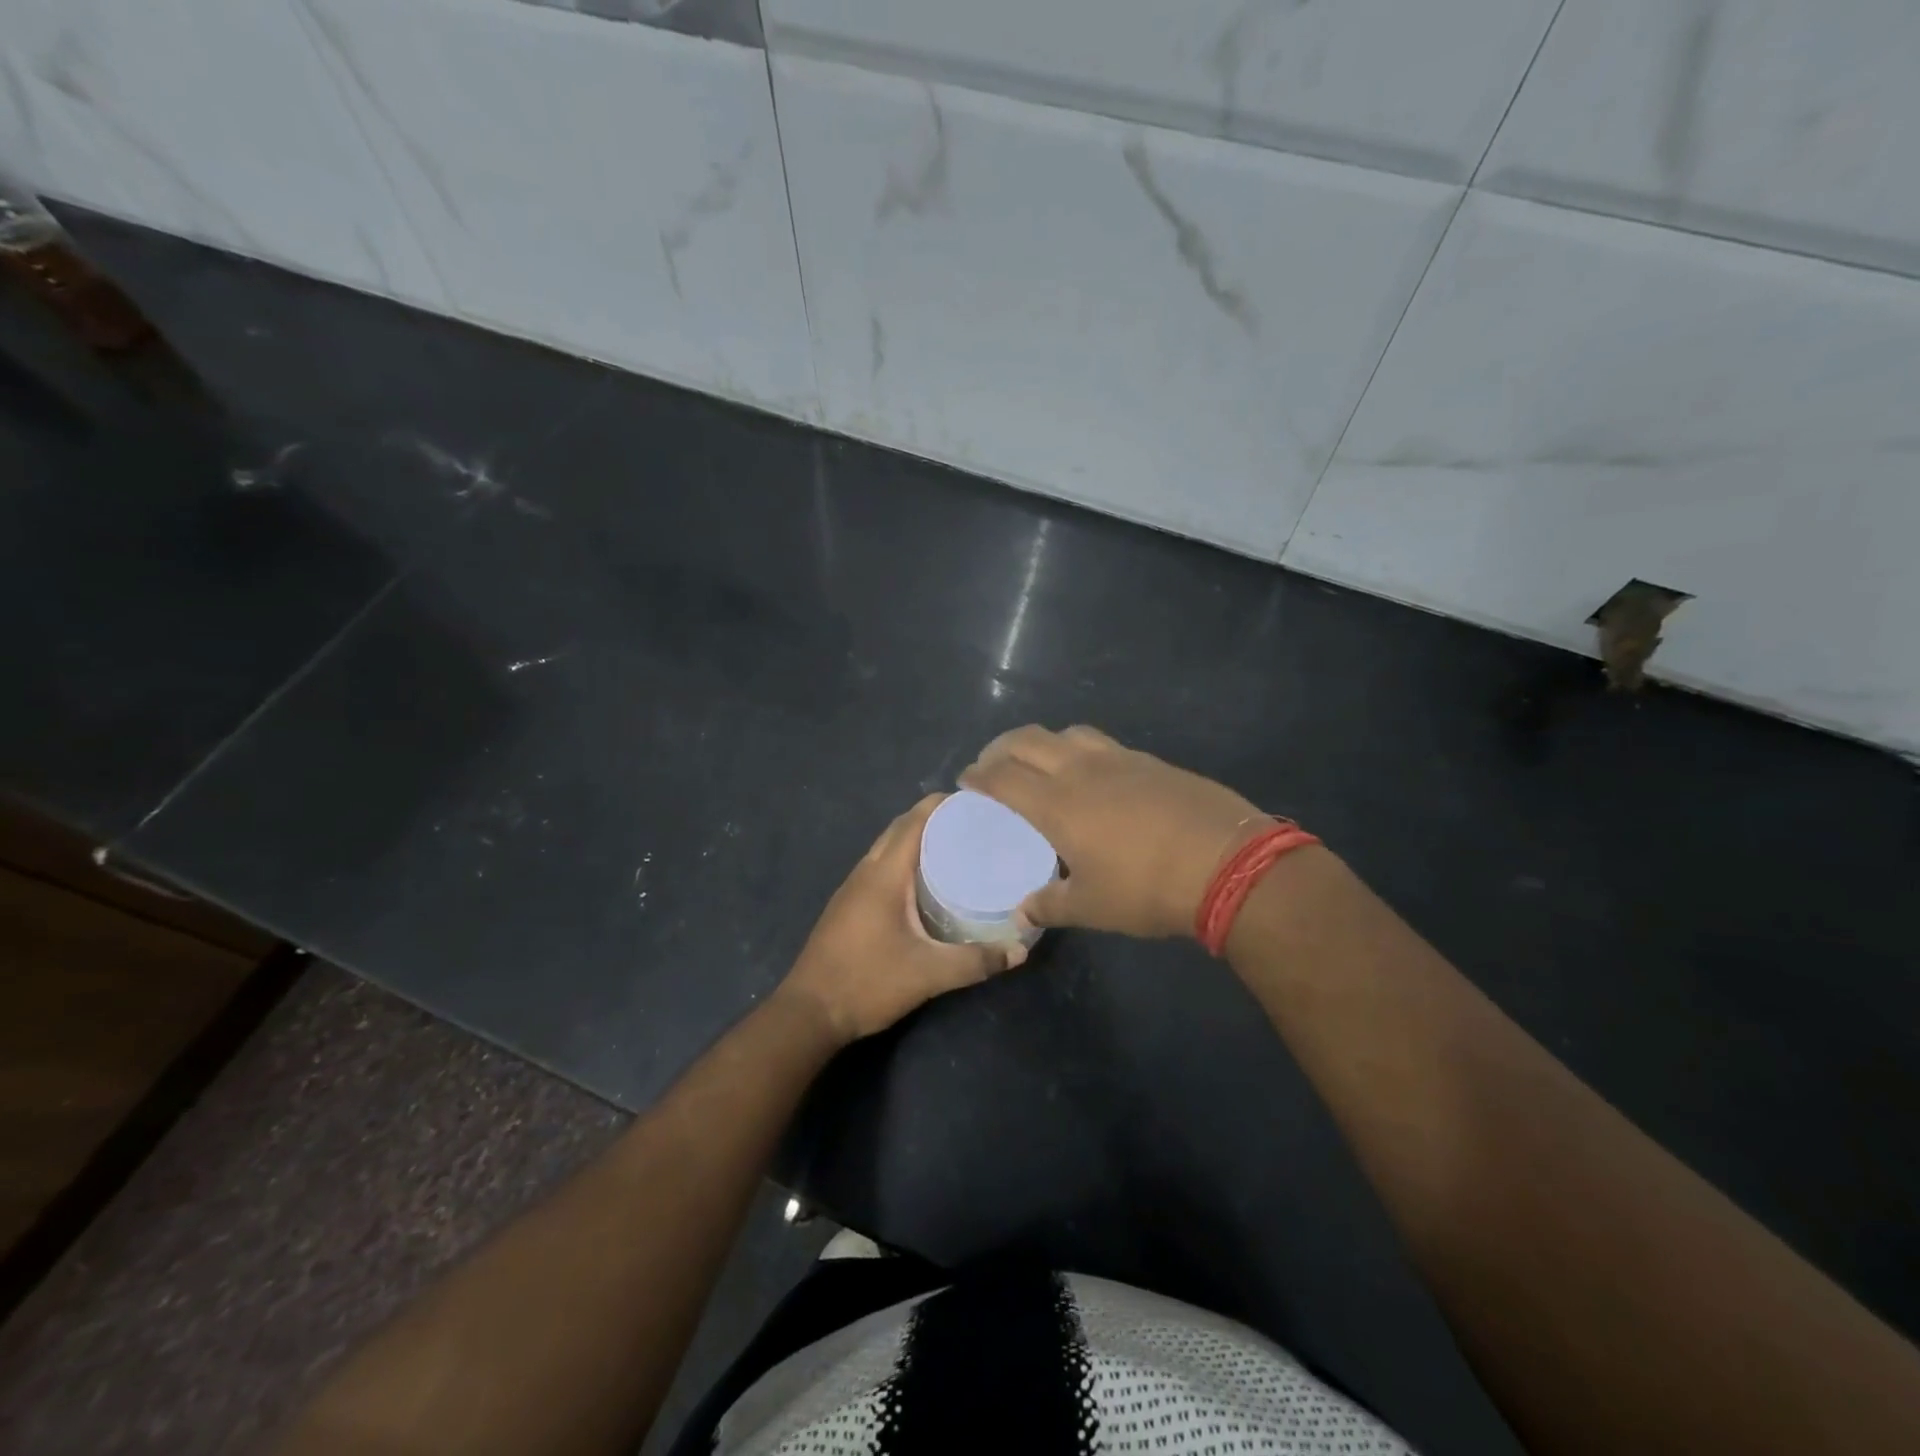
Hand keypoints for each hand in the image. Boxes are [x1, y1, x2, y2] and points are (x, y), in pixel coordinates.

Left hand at [780, 794, 1026, 1044]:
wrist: (809, 1012)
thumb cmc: (867, 982)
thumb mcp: (928, 974)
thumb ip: (975, 961)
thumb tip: (1020, 950)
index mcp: (884, 874)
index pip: (914, 821)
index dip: (943, 805)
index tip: (977, 802)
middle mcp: (866, 871)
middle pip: (900, 828)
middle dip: (934, 818)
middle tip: (974, 824)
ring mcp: (852, 887)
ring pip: (887, 846)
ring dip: (916, 838)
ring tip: (955, 845)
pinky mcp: (848, 904)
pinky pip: (880, 866)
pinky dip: (903, 859)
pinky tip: (924, 881)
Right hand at [960, 724, 1266, 939]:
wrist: (1227, 862)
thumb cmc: (1147, 887)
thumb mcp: (1092, 906)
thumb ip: (1050, 905)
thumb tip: (1022, 912)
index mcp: (1056, 803)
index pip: (1002, 777)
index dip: (978, 775)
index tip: (966, 780)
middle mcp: (1080, 770)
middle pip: (1027, 740)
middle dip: (1000, 748)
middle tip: (991, 765)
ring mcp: (1119, 759)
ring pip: (1067, 733)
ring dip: (1042, 742)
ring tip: (1040, 763)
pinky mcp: (1150, 761)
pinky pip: (1102, 744)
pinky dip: (1080, 750)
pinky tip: (1093, 775)